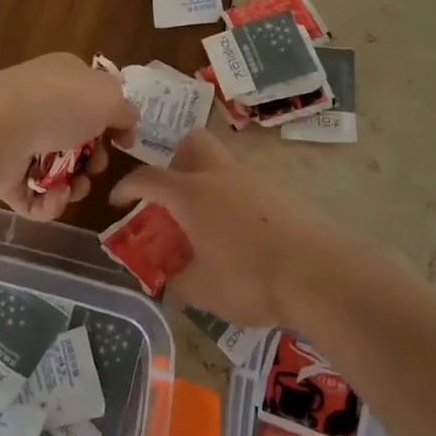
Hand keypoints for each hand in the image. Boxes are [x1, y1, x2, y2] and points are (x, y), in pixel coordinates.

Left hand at [0, 54, 137, 221]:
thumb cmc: (59, 104)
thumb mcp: (108, 97)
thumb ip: (124, 111)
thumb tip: (127, 122)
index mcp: (63, 76)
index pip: (92, 95)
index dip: (113, 120)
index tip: (125, 142)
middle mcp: (39, 104)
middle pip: (76, 138)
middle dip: (94, 159)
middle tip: (97, 166)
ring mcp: (17, 139)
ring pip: (57, 170)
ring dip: (75, 185)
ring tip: (76, 187)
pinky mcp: (2, 174)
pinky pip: (33, 195)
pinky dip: (49, 202)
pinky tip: (55, 196)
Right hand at [108, 130, 354, 325]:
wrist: (318, 272)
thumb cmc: (250, 278)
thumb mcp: (203, 291)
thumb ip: (179, 284)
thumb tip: (171, 286)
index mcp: (192, 194)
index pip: (149, 178)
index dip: (128, 187)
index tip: (117, 201)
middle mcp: (220, 176)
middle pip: (192, 144)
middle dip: (175, 162)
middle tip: (172, 198)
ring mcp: (254, 180)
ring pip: (222, 163)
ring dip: (206, 182)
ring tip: (206, 223)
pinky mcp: (280, 193)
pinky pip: (246, 184)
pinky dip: (233, 199)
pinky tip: (239, 235)